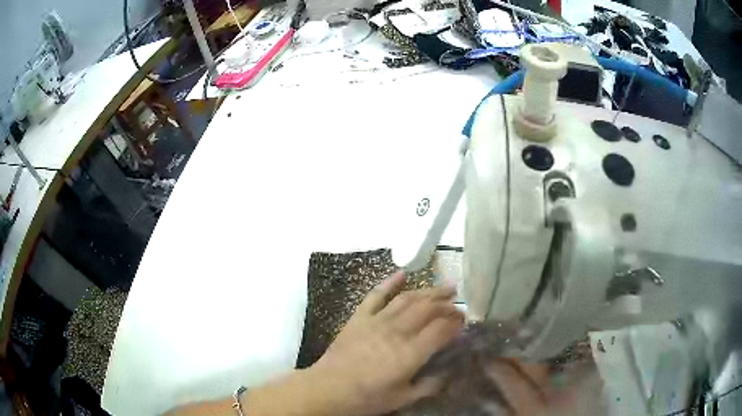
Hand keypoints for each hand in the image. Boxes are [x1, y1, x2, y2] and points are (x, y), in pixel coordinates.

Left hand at [307, 271, 464, 415]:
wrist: (327, 389)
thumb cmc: (367, 398)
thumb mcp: (402, 398)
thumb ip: (428, 385)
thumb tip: (447, 374)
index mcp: (410, 353)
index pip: (441, 329)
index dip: (456, 322)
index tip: (465, 321)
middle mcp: (397, 331)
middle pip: (428, 309)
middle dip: (447, 303)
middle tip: (459, 302)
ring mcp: (377, 321)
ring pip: (408, 299)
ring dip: (429, 290)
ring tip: (445, 286)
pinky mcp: (359, 317)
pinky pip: (376, 295)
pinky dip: (389, 282)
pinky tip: (402, 274)